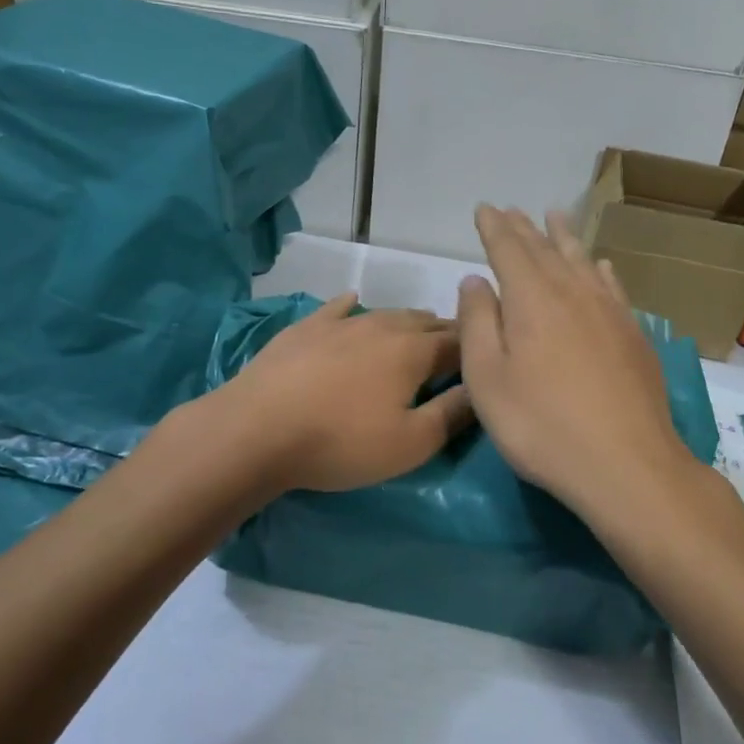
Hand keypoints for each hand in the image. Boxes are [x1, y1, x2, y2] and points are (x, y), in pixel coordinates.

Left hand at [204, 295, 474, 493]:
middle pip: (425, 323)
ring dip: (408, 321)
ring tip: (418, 329)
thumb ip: (452, 414)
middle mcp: (383, 326)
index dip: (474, 350)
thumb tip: (481, 389)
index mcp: (414, 351)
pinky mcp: (306, 328)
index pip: (458, 343)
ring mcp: (341, 322)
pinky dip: (352, 305)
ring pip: (387, 313)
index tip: (485, 358)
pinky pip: (337, 308)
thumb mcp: (410, 443)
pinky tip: (354, 300)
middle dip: (445, 333)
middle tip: (455, 349)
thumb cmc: (341, 441)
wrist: (258, 428)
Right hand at [457, 206, 692, 518]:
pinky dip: (601, 269)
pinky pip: (613, 286)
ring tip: (554, 216)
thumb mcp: (488, 379)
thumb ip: (478, 323)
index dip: (494, 227)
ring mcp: (608, 311)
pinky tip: (601, 265)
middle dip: (524, 228)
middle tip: (511, 210)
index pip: (508, 249)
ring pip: (581, 260)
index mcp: (532, 299)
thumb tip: (475, 280)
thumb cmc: (542, 425)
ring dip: (563, 237)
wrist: (626, 464)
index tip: (485, 208)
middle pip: (544, 249)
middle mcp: (572, 292)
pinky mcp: (634, 334)